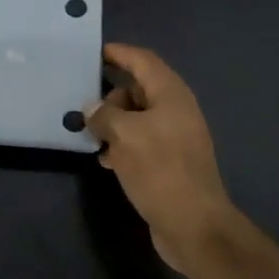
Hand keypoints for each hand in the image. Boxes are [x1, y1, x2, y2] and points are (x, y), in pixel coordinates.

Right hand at [85, 44, 236, 270]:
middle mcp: (176, 110)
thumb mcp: (124, 136)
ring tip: (89, 133)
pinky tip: (104, 158)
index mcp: (171, 95)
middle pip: (139, 88)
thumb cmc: (160, 170)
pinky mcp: (169, 162)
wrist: (194, 225)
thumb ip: (104, 115)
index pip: (142, 61)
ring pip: (137, 117)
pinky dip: (122, 143)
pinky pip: (141, 141)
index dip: (119, 53)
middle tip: (84, 106)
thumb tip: (92, 109)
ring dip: (113, 122)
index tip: (93, 52)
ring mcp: (175, 137)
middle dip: (111, 94)